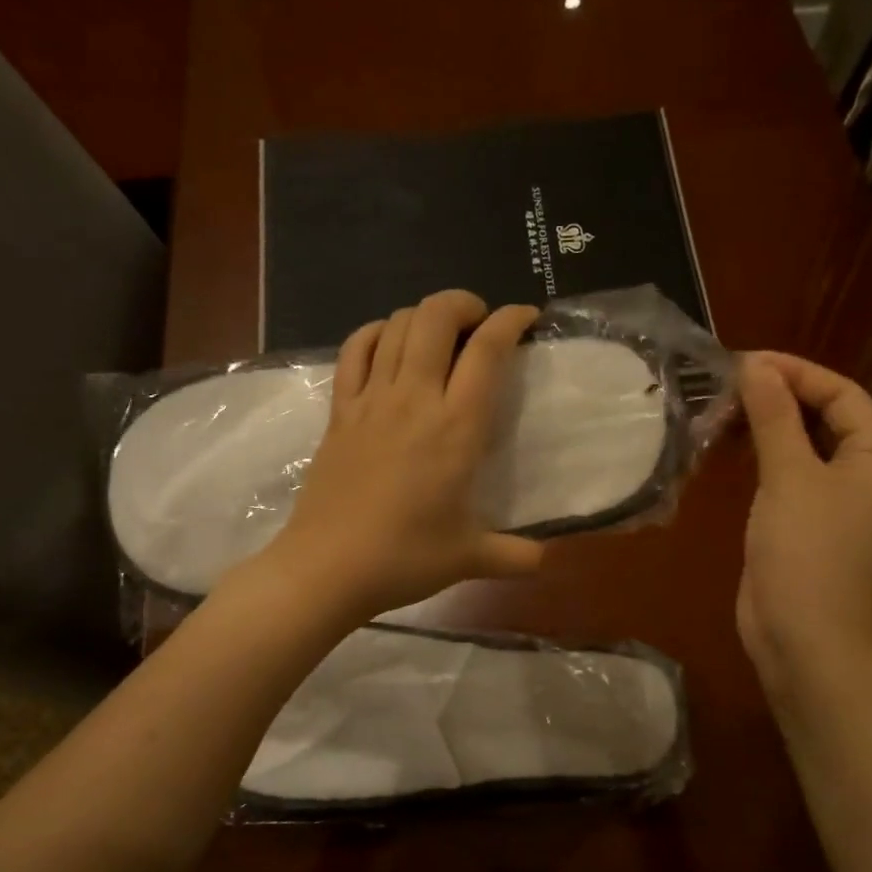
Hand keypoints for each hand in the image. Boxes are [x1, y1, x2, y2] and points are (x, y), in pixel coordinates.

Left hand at [259, 290, 546, 620]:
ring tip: (439, 334)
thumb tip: (544, 559)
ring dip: (422, 315)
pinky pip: (353, 350)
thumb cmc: (404, 558)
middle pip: (435, 317)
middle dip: (463, 304)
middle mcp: (414, 399)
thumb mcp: (469, 558)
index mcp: (456, 427)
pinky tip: (386, 342)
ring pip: (396, 326)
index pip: (487, 350)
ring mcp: (370, 401)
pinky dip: (374, 333)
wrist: (327, 567)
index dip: (510, 320)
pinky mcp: (339, 412)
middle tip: (479, 323)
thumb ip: (513, 555)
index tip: (525, 317)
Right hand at [736, 351, 871, 705]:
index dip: (796, 372)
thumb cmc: (806, 551)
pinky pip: (790, 477)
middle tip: (728, 385)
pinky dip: (764, 458)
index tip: (745, 362)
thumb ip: (773, 417)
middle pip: (826, 418)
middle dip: (780, 398)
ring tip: (723, 411)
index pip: (844, 395)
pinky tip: (731, 450)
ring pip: (805, 448)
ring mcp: (839, 505)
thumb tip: (756, 366)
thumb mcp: (789, 476)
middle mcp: (869, 476)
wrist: (803, 637)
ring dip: (768, 427)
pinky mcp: (810, 527)